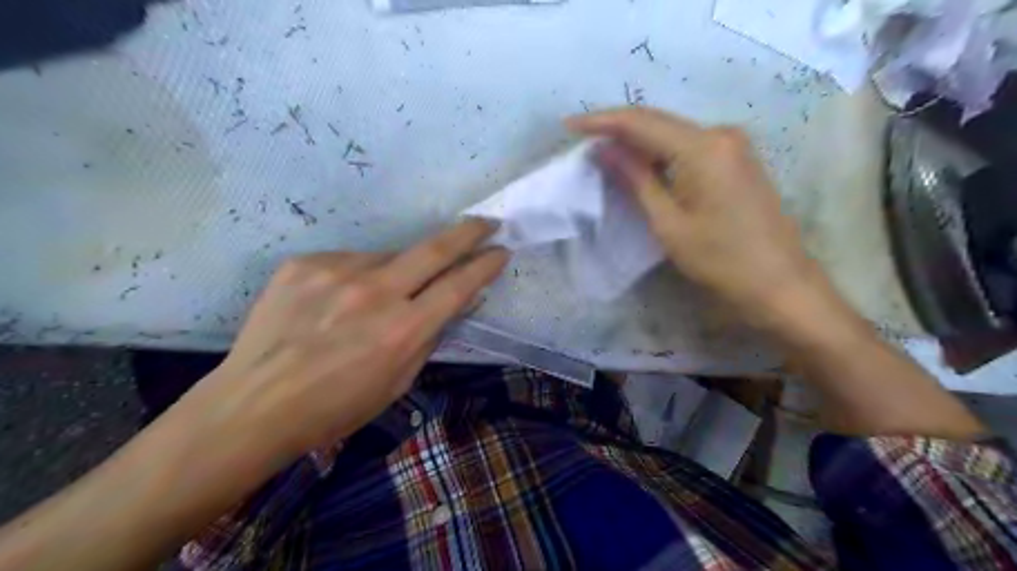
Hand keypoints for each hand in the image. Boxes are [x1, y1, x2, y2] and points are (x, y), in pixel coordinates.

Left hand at [177, 219, 507, 467]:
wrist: (253, 405)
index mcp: (402, 330)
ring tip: (379, 299)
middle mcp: (374, 292)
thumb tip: (457, 303)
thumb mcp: (398, 383)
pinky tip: (341, 301)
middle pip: (435, 249)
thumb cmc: (335, 408)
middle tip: (488, 222)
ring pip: (389, 257)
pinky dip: (359, 276)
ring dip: (400, 270)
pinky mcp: (305, 263)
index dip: (485, 266)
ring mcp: (336, 271)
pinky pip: (351, 261)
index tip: (502, 251)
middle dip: (469, 232)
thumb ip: (431, 337)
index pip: (459, 285)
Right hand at [569, 107, 837, 330]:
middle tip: (582, 136)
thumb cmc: (719, 258)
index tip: (569, 125)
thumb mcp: (668, 222)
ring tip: (604, 149)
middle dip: (618, 127)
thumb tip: (604, 149)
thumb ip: (635, 179)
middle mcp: (720, 133)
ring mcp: (733, 144)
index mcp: (702, 147)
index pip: (641, 122)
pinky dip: (660, 150)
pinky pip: (689, 144)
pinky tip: (640, 160)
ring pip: (673, 132)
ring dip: (638, 139)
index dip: (602, 121)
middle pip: (658, 121)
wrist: (778, 281)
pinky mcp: (737, 158)